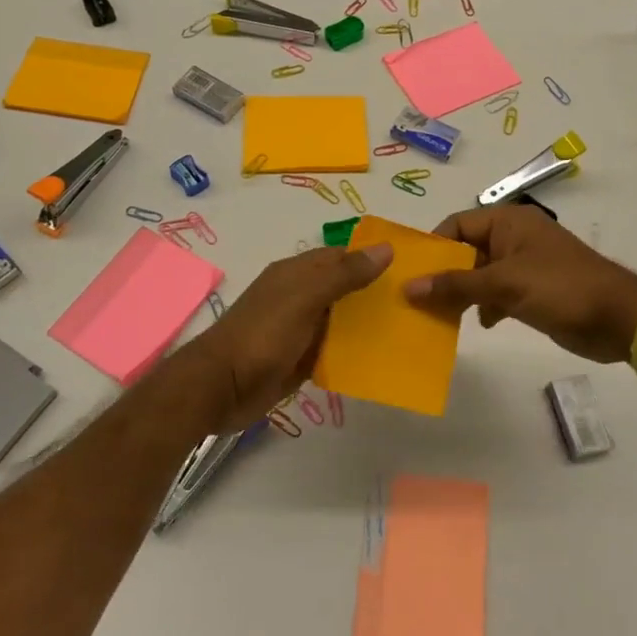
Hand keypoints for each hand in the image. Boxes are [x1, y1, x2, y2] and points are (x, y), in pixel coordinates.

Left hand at [189, 243, 392, 431]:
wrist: (221, 387)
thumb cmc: (262, 334)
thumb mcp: (305, 297)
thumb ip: (344, 274)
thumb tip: (386, 248)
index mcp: (296, 273)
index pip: (340, 256)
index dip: (370, 258)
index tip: (409, 267)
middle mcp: (298, 297)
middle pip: (342, 289)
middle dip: (373, 293)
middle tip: (415, 301)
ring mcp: (298, 330)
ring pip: (339, 321)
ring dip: (366, 325)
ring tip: (409, 329)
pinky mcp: (299, 360)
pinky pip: (332, 351)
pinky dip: (352, 353)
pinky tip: (381, 359)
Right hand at [404, 206, 636, 363]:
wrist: (618, 318)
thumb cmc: (560, 288)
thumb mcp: (504, 284)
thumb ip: (456, 285)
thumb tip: (409, 287)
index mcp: (508, 222)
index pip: (458, 224)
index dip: (434, 246)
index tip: (411, 272)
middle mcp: (513, 238)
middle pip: (466, 250)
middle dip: (444, 273)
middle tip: (417, 299)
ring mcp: (525, 265)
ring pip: (480, 274)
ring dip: (462, 292)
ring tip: (438, 315)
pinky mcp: (533, 291)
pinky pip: (497, 292)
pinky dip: (485, 305)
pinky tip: (479, 323)